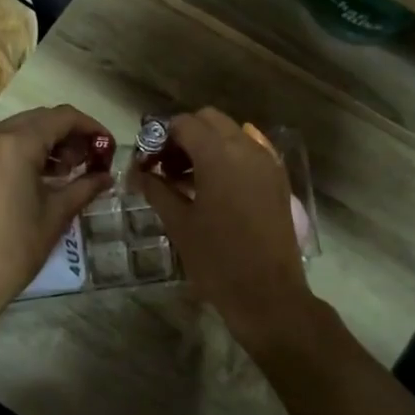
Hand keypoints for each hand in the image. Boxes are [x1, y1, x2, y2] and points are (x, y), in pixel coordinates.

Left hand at [0, 105, 113, 319]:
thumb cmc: (14, 248)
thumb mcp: (56, 215)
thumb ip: (84, 187)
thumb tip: (106, 176)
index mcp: (15, 143)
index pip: (62, 117)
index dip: (90, 127)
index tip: (108, 146)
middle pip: (38, 120)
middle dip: (68, 135)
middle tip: (89, 161)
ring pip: (16, 131)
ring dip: (44, 143)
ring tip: (65, 172)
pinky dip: (20, 153)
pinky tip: (36, 179)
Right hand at [133, 108, 319, 351]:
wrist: (268, 294)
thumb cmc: (217, 259)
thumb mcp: (179, 223)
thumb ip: (156, 190)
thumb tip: (136, 173)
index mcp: (218, 155)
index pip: (184, 124)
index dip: (160, 137)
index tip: (147, 161)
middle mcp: (246, 148)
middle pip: (210, 120)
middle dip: (185, 135)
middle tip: (166, 166)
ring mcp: (267, 162)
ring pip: (232, 133)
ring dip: (208, 144)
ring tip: (187, 179)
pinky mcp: (278, 179)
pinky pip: (251, 151)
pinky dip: (230, 156)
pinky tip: (216, 183)